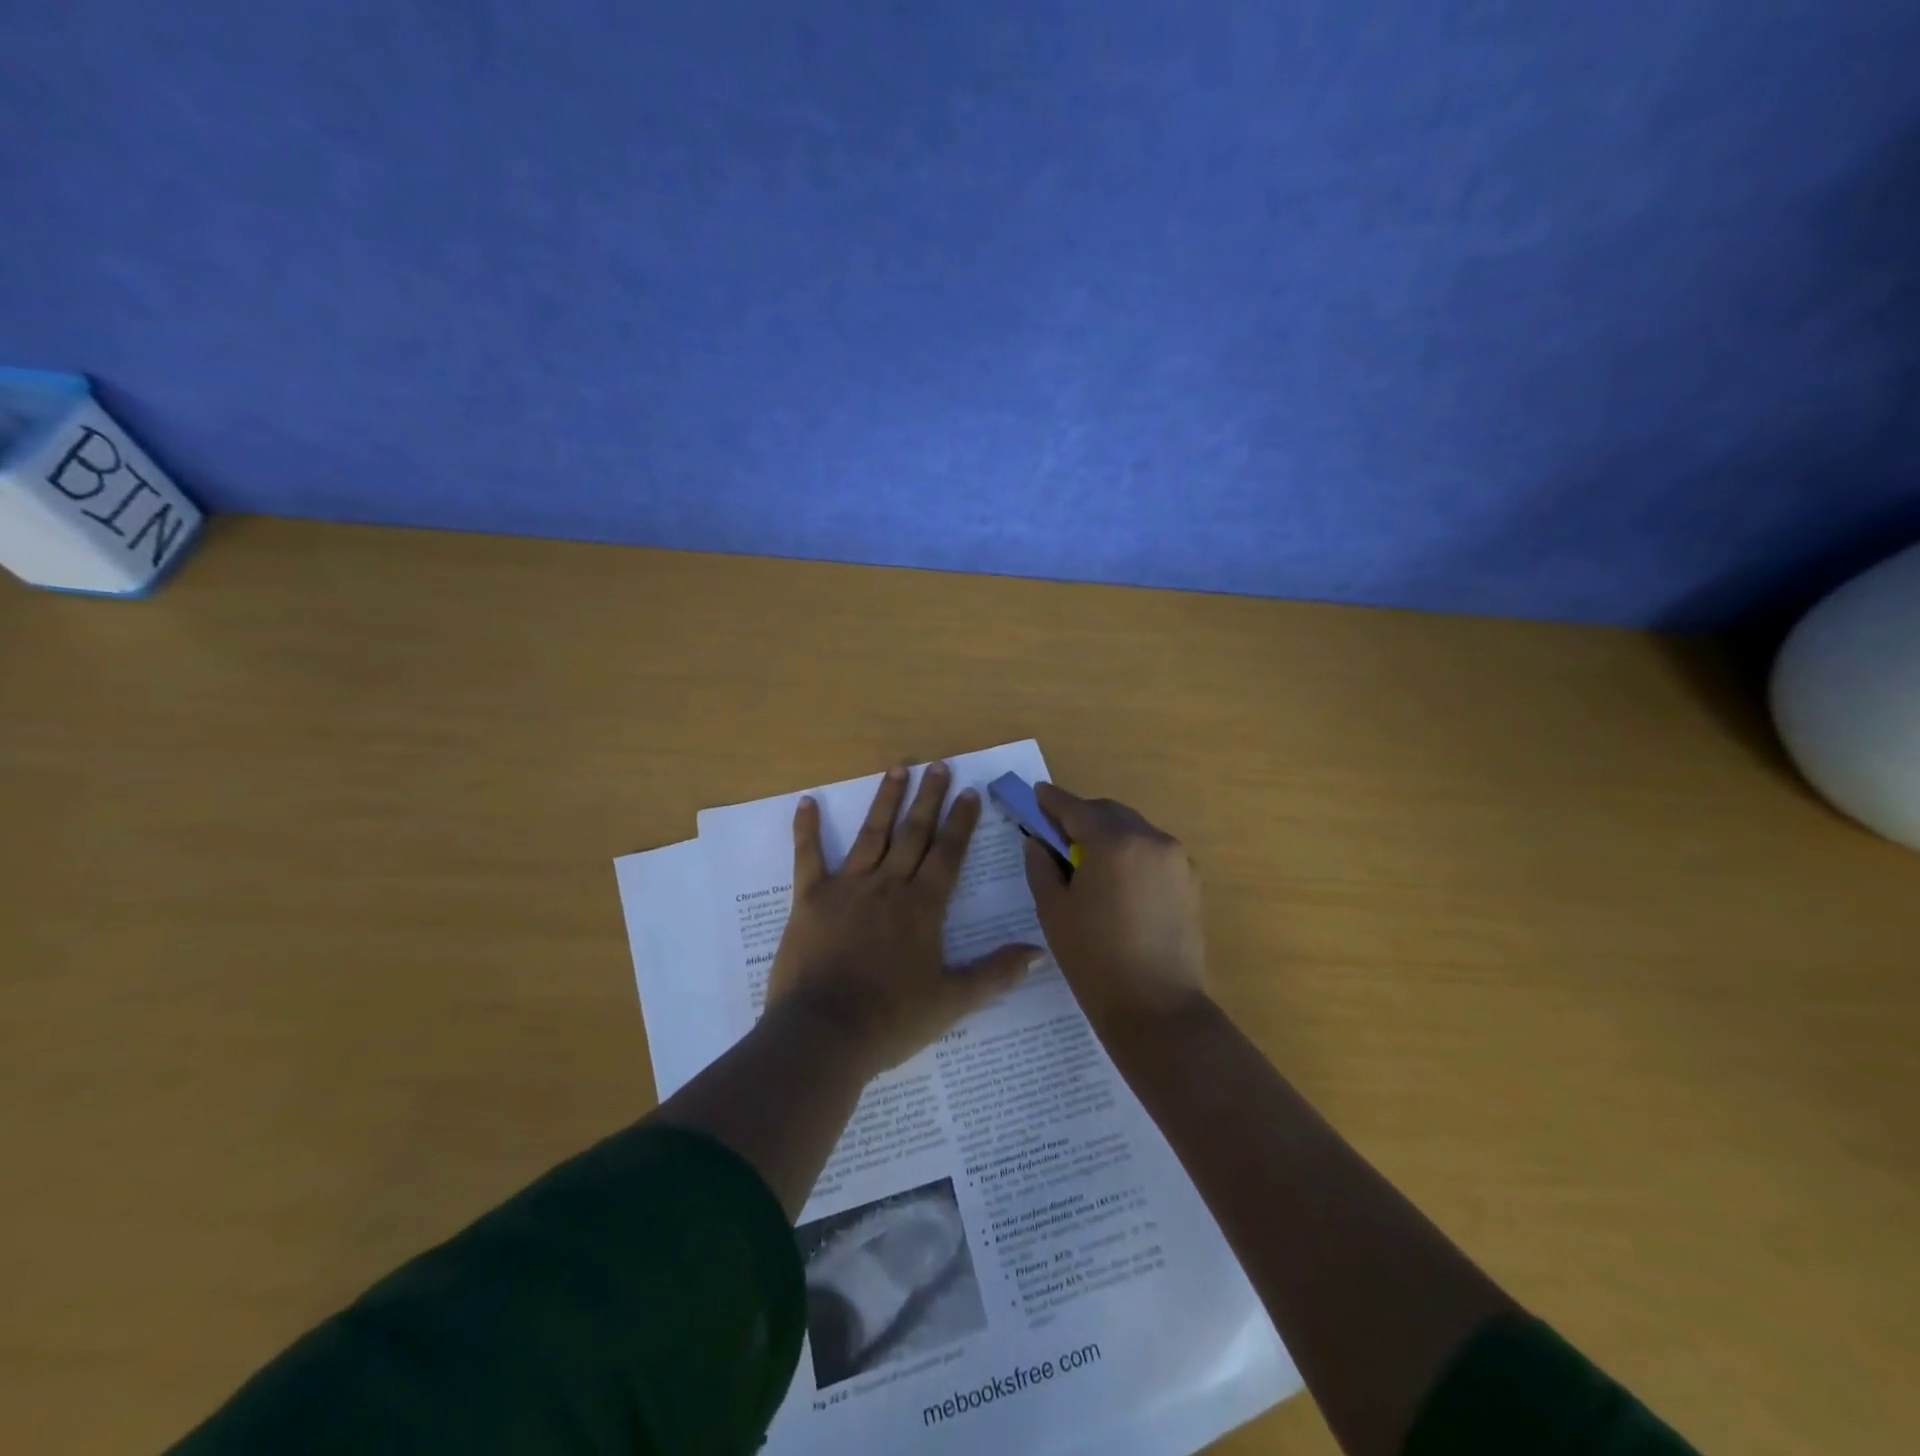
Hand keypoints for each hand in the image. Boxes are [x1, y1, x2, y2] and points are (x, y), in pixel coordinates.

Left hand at [767, 761, 1042, 1075]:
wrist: (824, 1034)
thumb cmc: (892, 1020)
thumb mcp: (953, 1001)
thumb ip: (996, 974)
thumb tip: (1039, 952)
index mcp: (923, 907)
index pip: (948, 854)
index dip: (960, 821)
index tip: (969, 792)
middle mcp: (888, 886)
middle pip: (914, 833)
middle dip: (929, 798)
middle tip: (938, 765)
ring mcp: (847, 888)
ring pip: (871, 834)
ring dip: (886, 799)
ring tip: (898, 767)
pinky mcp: (809, 900)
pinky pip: (808, 857)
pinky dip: (807, 829)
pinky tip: (807, 802)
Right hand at [1022, 783, 1209, 1030]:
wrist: (1157, 1009)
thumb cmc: (1094, 959)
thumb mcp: (1054, 910)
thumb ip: (1041, 866)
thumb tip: (1037, 841)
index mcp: (1113, 843)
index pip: (1076, 808)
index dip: (1052, 800)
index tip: (1037, 794)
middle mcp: (1150, 839)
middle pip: (1109, 813)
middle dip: (1082, 816)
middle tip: (1057, 831)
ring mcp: (1176, 859)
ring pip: (1134, 830)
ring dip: (1108, 834)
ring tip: (1087, 858)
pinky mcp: (1190, 881)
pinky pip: (1153, 852)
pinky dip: (1131, 853)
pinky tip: (1117, 880)